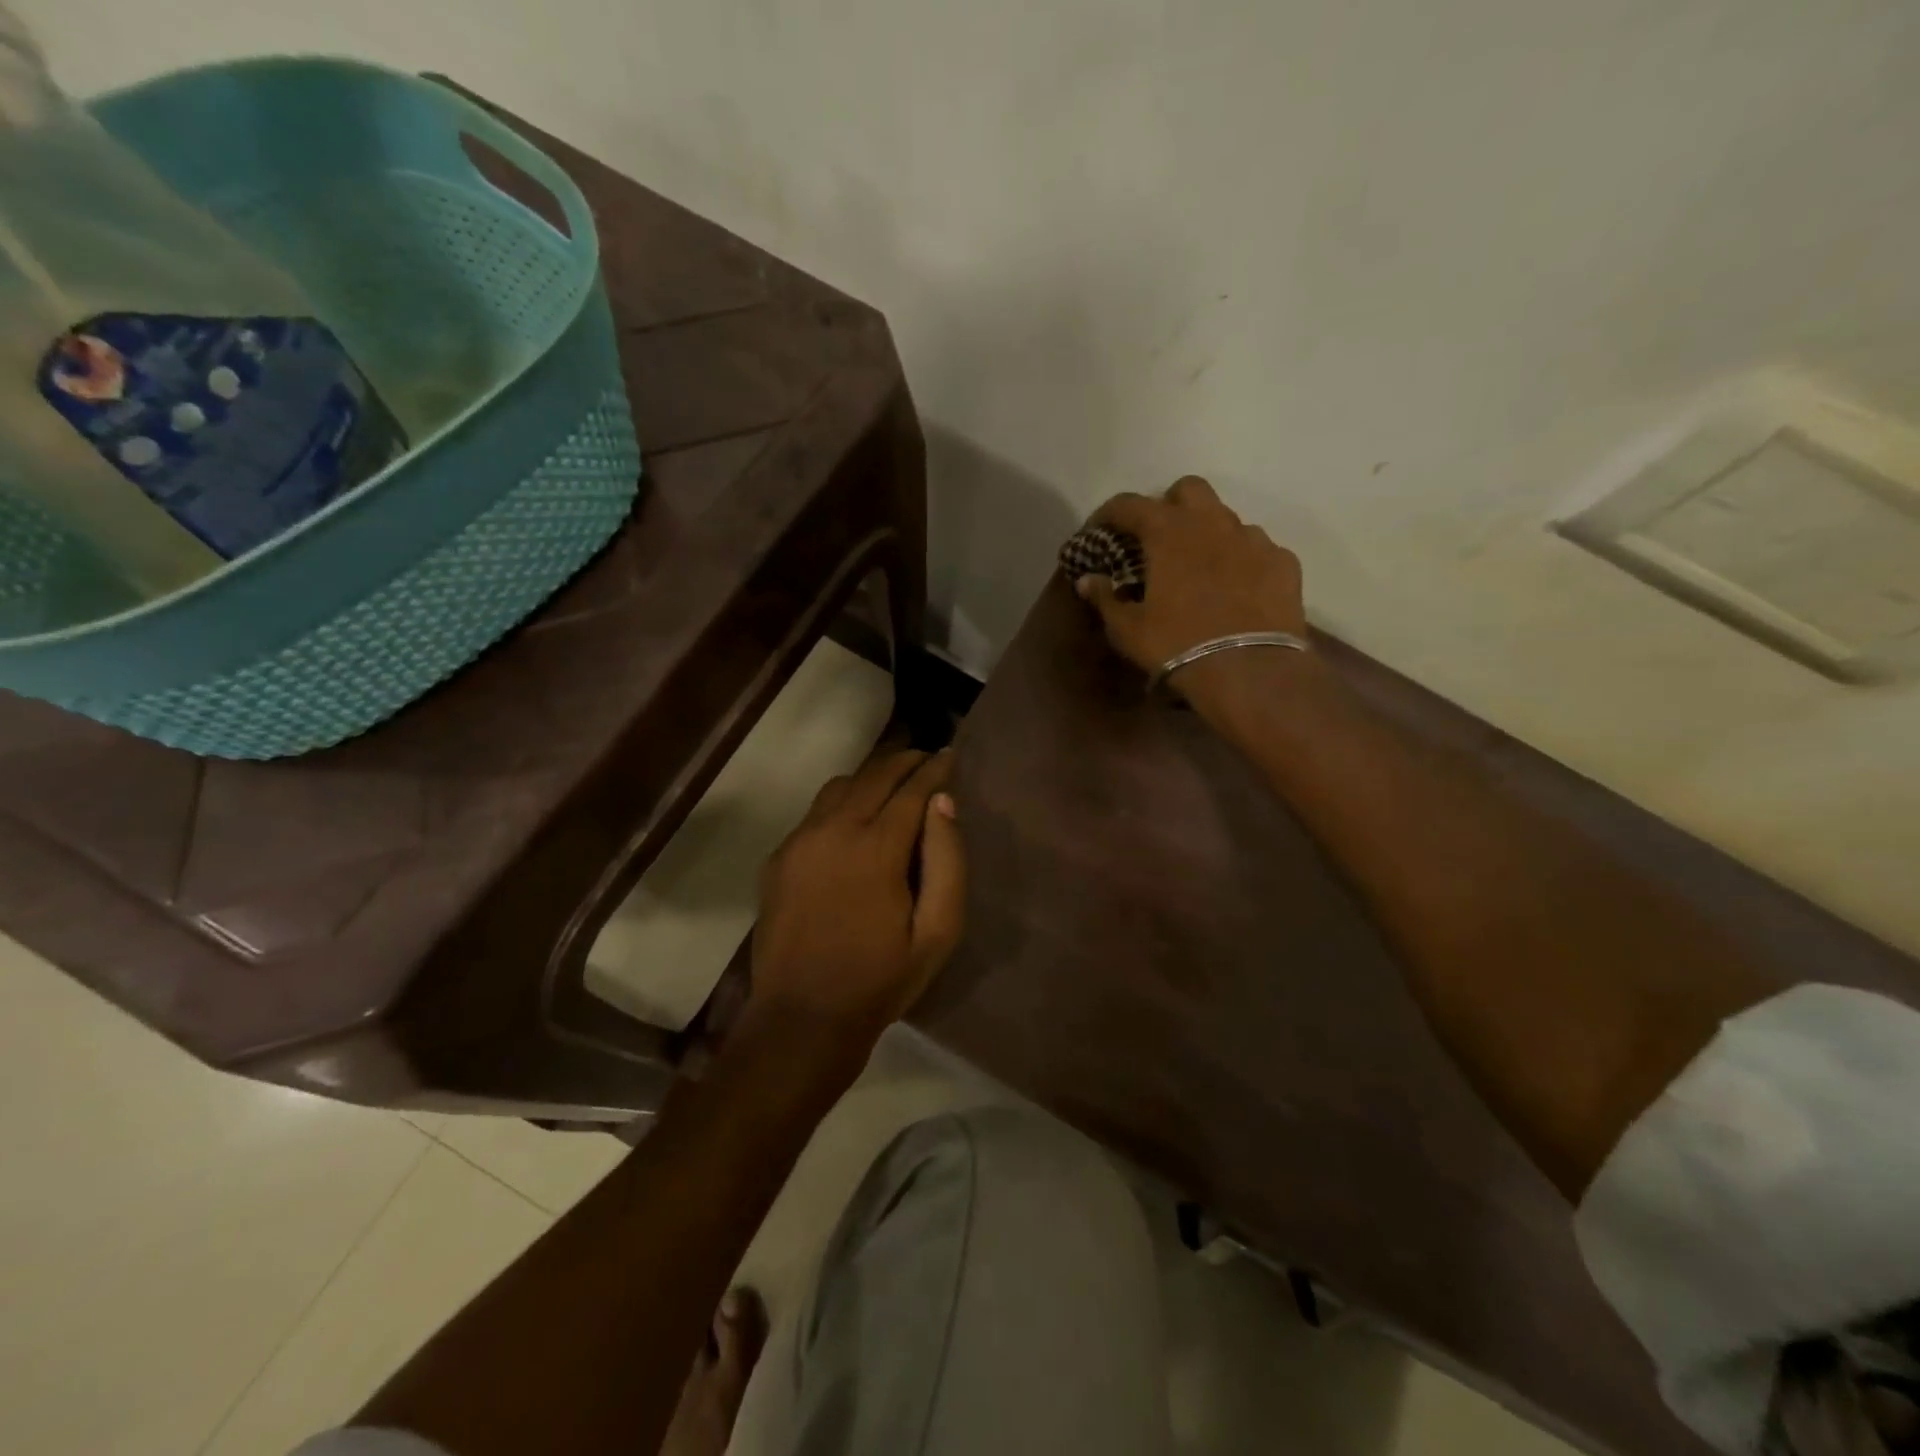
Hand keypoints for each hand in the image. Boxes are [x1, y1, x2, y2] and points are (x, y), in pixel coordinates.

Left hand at [746, 749, 964, 1057]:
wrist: (803, 1017)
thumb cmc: (880, 979)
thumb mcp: (937, 932)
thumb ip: (948, 862)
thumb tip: (943, 803)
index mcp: (876, 847)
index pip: (911, 788)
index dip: (934, 769)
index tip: (950, 755)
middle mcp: (834, 830)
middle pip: (874, 775)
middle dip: (904, 761)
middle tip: (926, 759)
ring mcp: (800, 841)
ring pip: (840, 786)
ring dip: (871, 776)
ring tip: (893, 783)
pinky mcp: (779, 857)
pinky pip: (815, 811)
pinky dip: (842, 800)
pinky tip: (855, 818)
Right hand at [1075, 476, 1314, 716]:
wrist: (1250, 671)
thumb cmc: (1177, 645)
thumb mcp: (1128, 629)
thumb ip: (1105, 598)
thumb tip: (1088, 580)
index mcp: (1168, 532)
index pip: (1130, 504)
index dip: (1109, 514)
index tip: (1100, 532)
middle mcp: (1213, 522)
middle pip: (1188, 490)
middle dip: (1169, 506)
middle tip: (1157, 540)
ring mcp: (1254, 539)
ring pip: (1226, 519)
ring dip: (1208, 534)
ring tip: (1200, 569)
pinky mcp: (1283, 562)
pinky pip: (1258, 548)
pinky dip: (1242, 560)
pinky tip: (1236, 588)